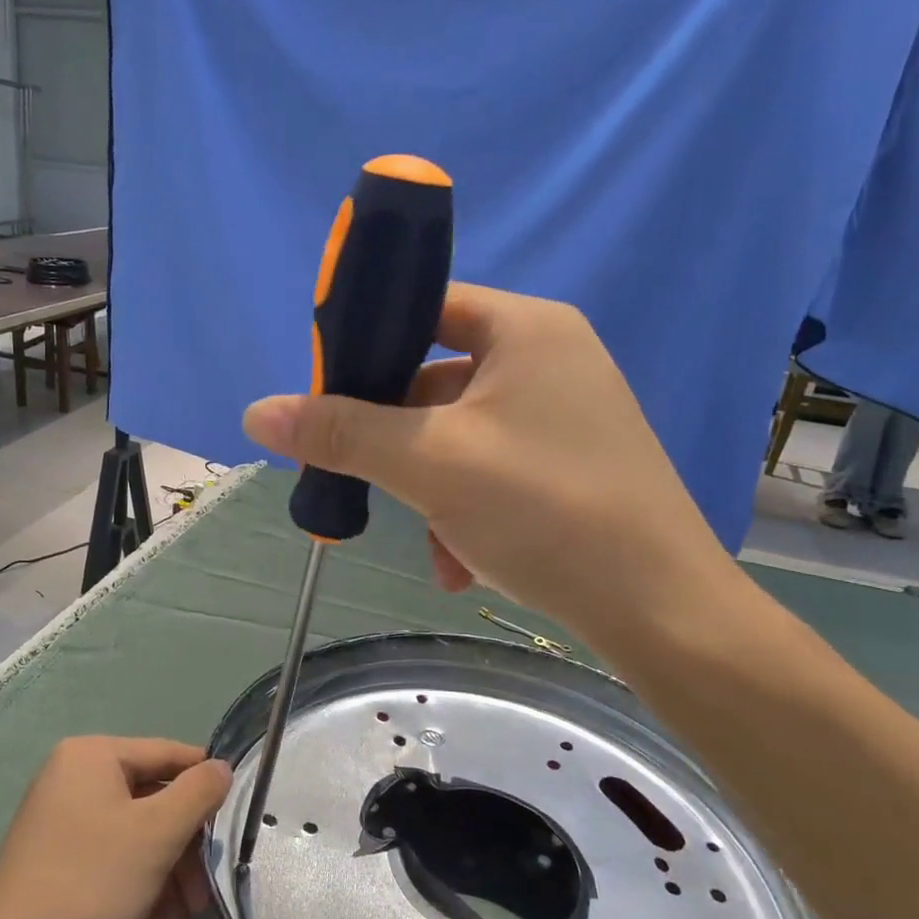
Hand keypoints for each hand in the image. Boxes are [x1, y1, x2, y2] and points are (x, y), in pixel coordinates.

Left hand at [0, 737, 231, 918]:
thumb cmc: (90, 884)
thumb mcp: (158, 833)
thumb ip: (199, 792)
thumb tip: (222, 767)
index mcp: (92, 756)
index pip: (168, 755)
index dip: (206, 788)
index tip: (234, 824)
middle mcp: (75, 782)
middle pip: (154, 814)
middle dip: (181, 874)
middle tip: (201, 911)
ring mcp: (64, 828)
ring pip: (137, 856)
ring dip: (162, 909)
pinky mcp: (57, 871)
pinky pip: (111, 879)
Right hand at [243, 283, 733, 647]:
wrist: (662, 611)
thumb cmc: (544, 510)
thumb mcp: (429, 464)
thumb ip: (342, 432)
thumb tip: (256, 412)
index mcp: (524, 329)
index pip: (423, 307)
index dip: (366, 345)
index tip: (324, 398)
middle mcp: (550, 359)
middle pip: (433, 382)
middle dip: (395, 445)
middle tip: (360, 482)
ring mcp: (565, 417)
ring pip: (459, 439)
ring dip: (430, 492)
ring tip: (435, 547)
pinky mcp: (571, 468)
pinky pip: (493, 473)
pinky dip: (466, 513)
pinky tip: (464, 565)